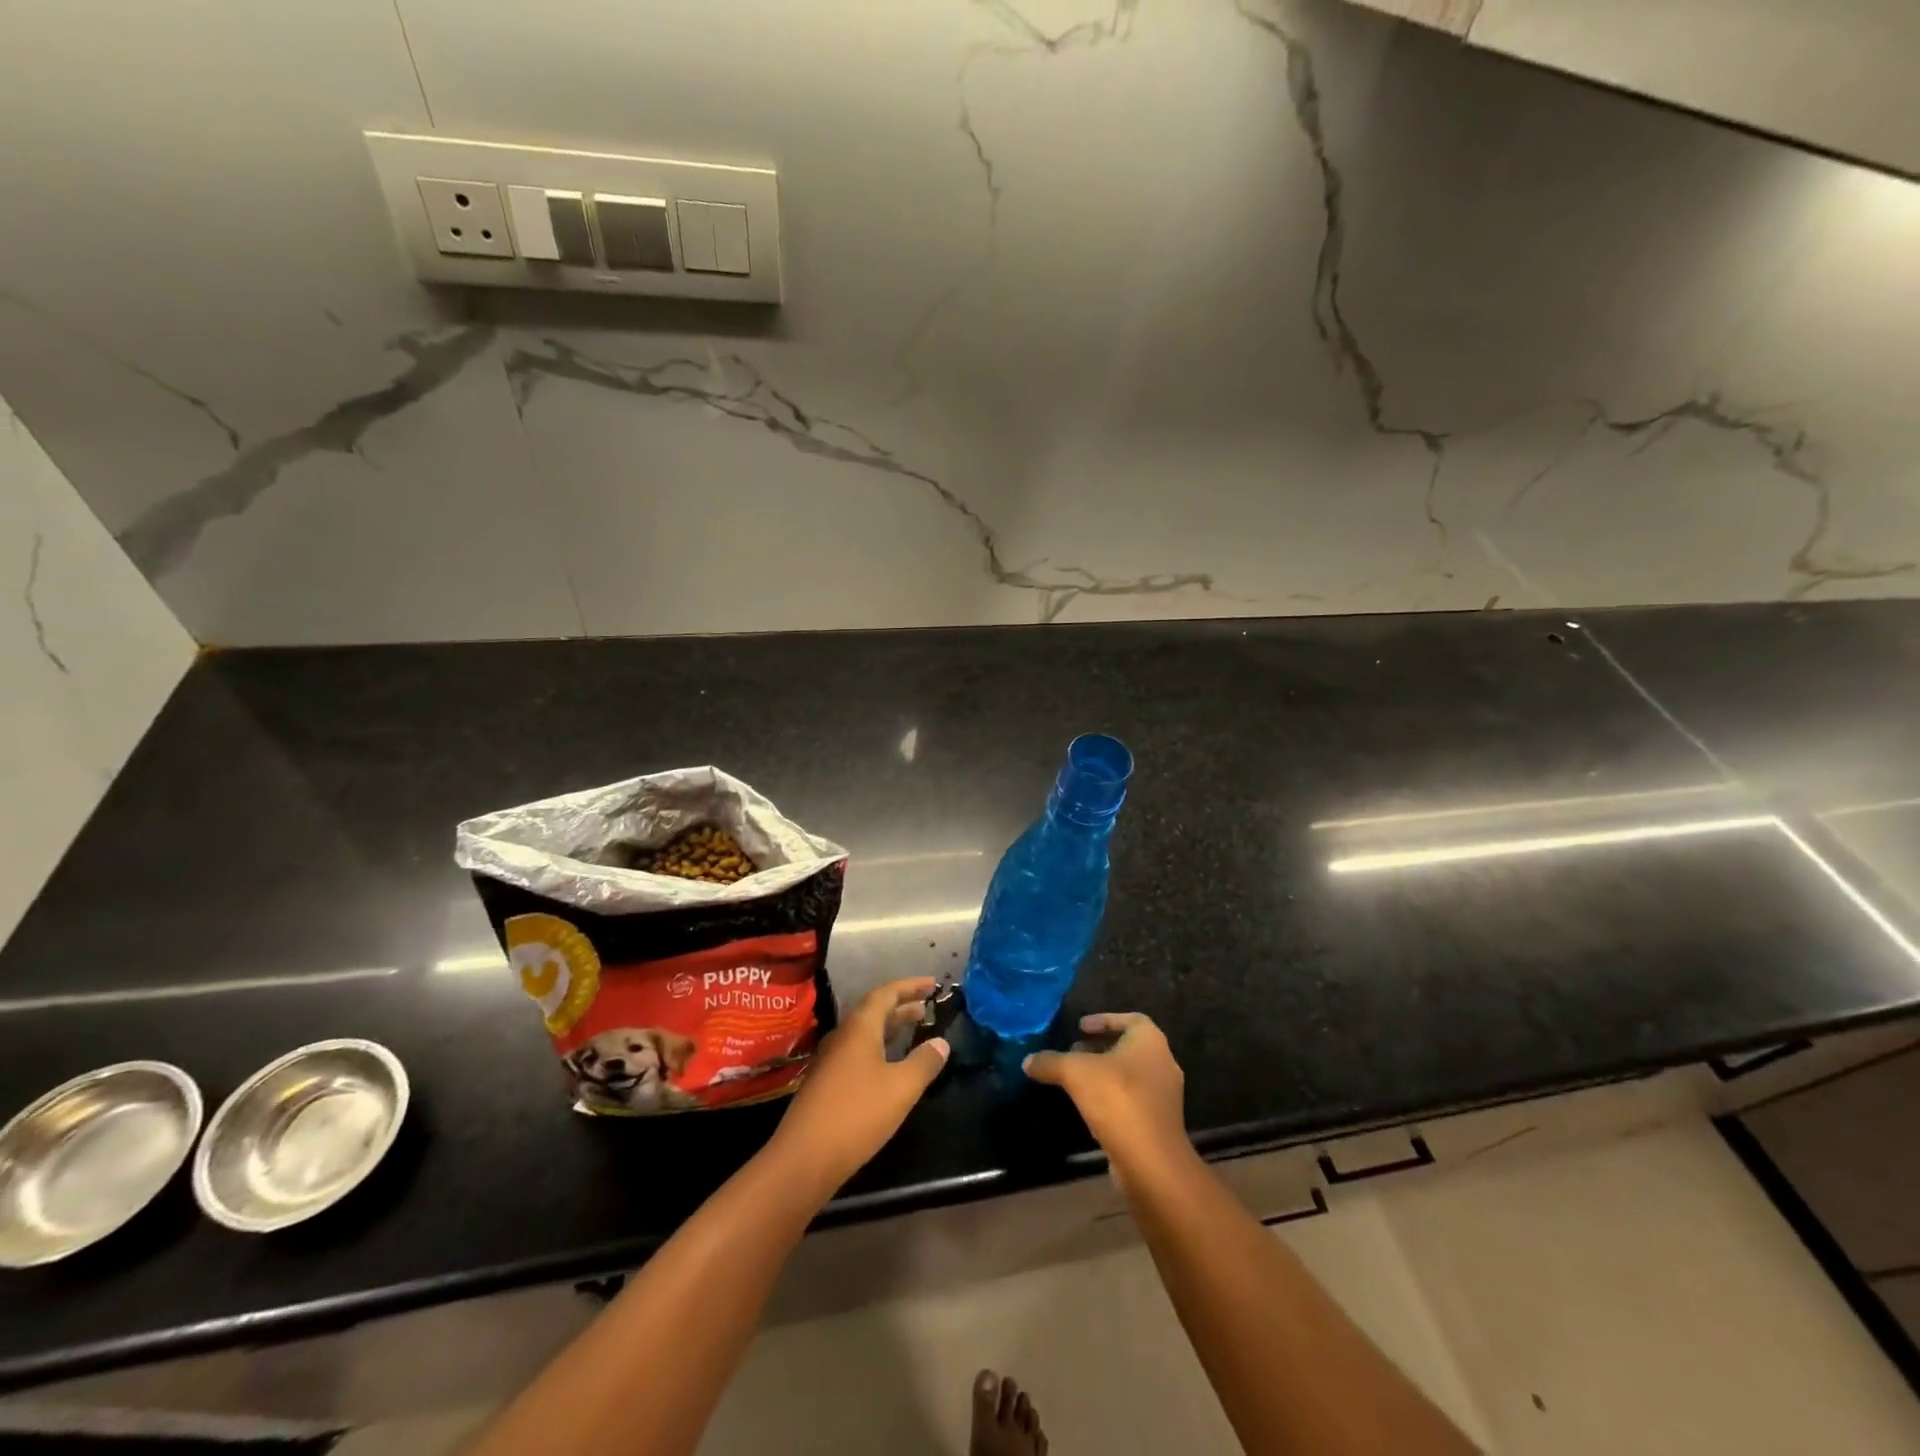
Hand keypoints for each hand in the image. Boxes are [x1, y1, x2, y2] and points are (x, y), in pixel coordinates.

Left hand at [771, 977, 948, 1197]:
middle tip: (927, 1006)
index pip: (886, 993)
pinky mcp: (825, 1084)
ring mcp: (830, 1061)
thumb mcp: (901, 1088)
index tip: (932, 983)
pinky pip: (857, 1053)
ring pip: (865, 1033)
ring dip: (890, 1028)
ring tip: (914, 1030)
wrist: (804, 1159)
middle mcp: (842, 1037)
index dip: (910, 986)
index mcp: (859, 1028)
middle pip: (874, 1011)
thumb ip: (924, 1062)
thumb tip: (941, 1042)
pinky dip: (879, 1049)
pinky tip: (889, 1067)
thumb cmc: (857, 1115)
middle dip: (902, 1006)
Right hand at [1024, 1013, 1187, 1172]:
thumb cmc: (1117, 1099)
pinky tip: (1089, 1106)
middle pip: (1128, 1046)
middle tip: (1072, 1051)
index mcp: (1150, 1041)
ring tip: (1076, 1078)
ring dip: (1105, 1073)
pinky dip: (1112, 1096)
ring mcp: (1164, 1095)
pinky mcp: (1160, 1122)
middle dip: (1099, 1047)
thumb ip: (1050, 1062)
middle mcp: (1163, 1062)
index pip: (1130, 1018)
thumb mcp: (1075, 1073)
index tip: (1080, 1027)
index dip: (1104, 1020)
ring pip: (1131, 1074)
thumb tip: (1027, 1061)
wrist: (1151, 1160)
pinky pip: (1133, 1099)